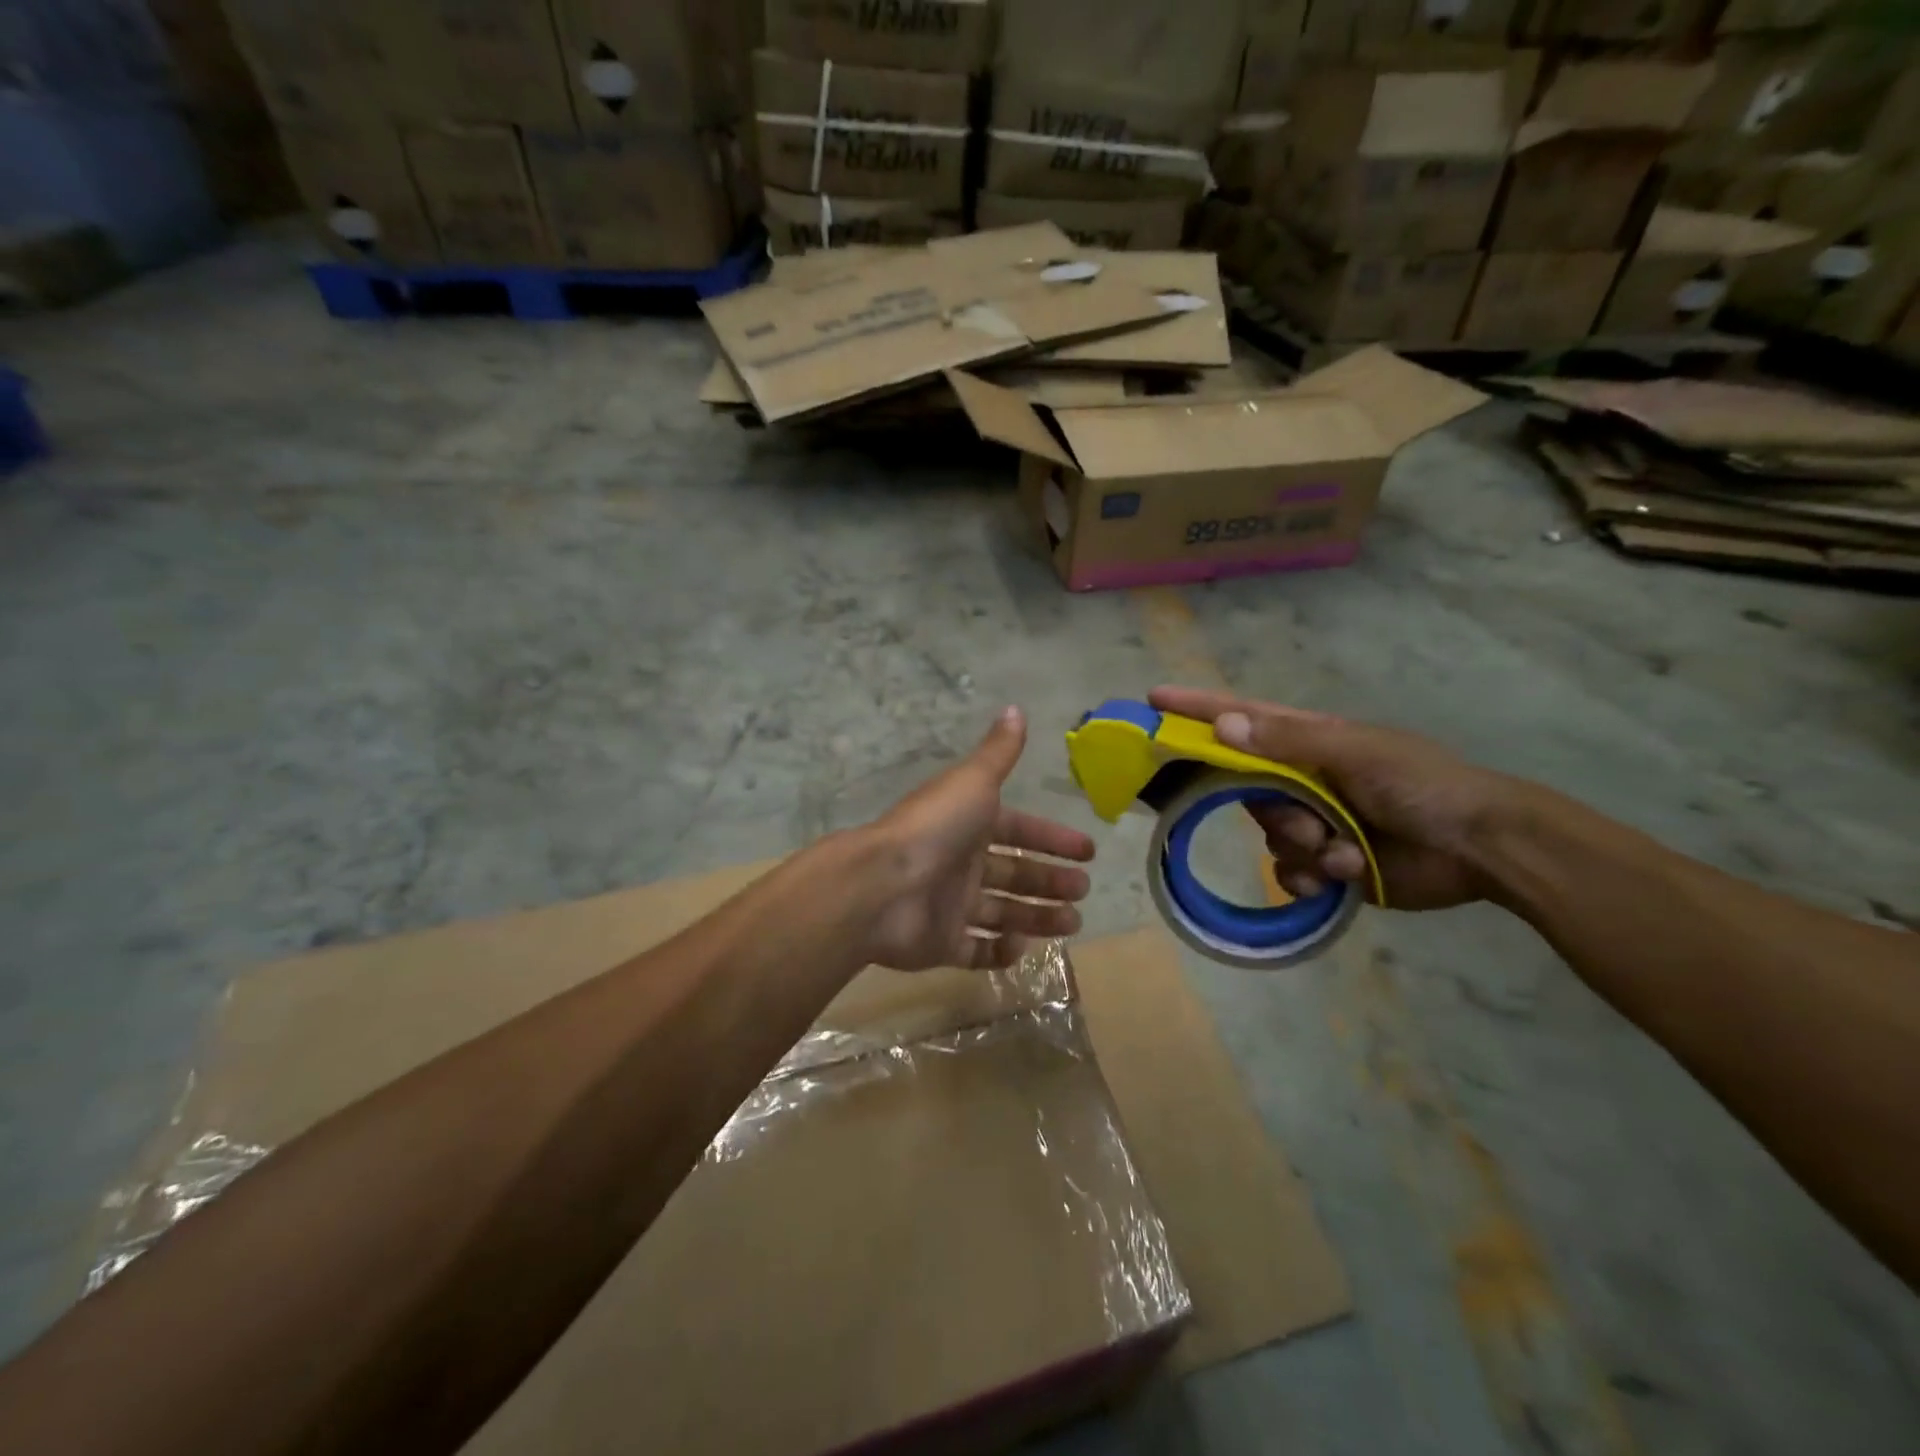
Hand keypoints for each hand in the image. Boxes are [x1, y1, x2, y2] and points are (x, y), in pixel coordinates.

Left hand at [859, 706, 1094, 970]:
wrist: (881, 886)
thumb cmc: (934, 829)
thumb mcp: (972, 782)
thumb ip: (998, 752)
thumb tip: (1015, 708)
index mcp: (970, 825)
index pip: (1020, 830)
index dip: (1053, 839)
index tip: (1088, 852)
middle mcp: (962, 863)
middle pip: (1015, 873)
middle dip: (1051, 881)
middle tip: (1083, 890)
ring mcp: (950, 905)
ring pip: (1002, 913)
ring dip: (1037, 917)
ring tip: (1073, 922)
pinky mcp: (941, 943)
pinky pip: (976, 951)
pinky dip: (1000, 952)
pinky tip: (1022, 946)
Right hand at [1149, 687, 1521, 911]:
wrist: (1482, 849)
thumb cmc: (1422, 785)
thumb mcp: (1356, 753)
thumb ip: (1288, 742)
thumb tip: (1223, 726)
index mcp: (1310, 742)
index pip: (1242, 719)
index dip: (1197, 709)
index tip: (1153, 700)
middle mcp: (1305, 779)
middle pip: (1247, 790)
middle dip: (1273, 811)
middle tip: (1306, 822)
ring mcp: (1315, 822)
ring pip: (1269, 835)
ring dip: (1301, 847)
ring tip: (1344, 852)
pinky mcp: (1327, 864)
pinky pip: (1287, 871)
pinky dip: (1308, 877)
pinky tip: (1341, 876)